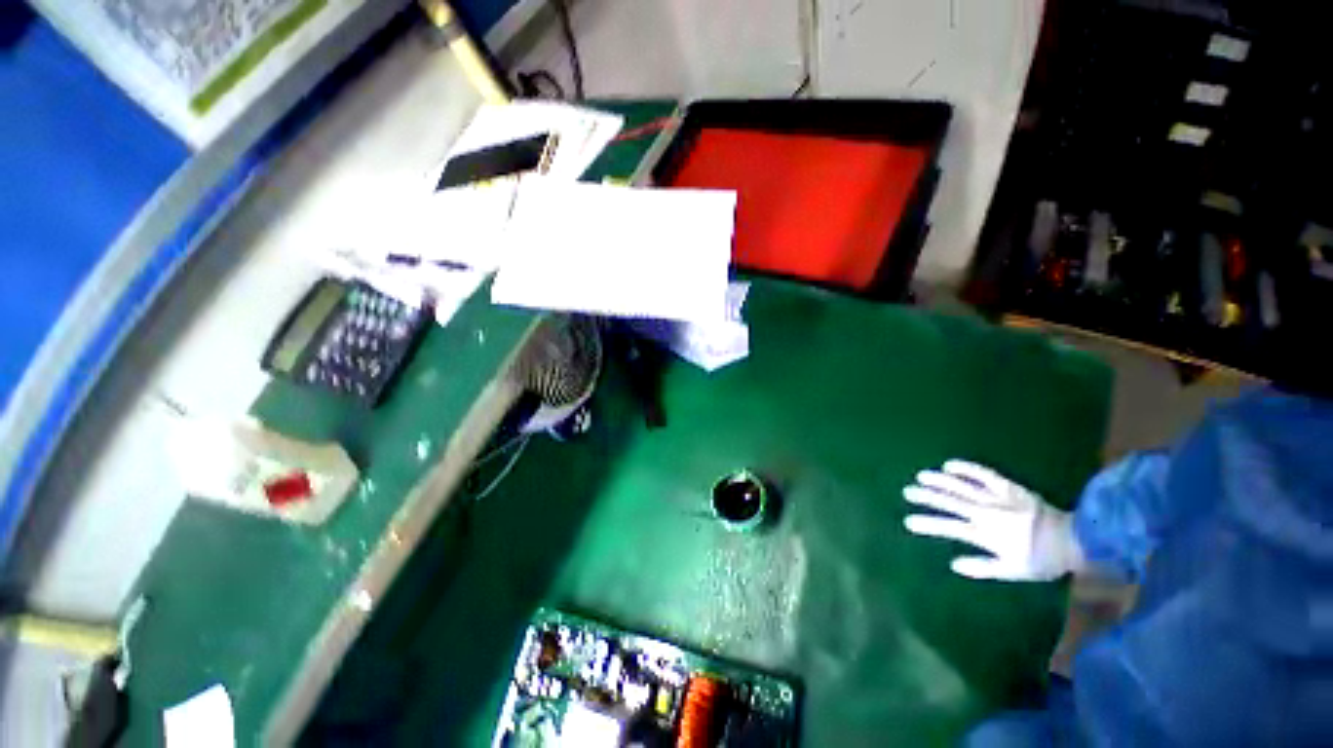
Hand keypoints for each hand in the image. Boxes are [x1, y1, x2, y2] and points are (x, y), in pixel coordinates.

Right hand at [902, 460, 1084, 580]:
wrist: (1074, 540)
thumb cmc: (1042, 560)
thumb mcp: (1014, 571)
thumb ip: (983, 568)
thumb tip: (954, 565)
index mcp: (986, 534)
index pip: (949, 527)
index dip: (928, 524)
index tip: (908, 522)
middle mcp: (986, 513)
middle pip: (950, 502)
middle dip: (927, 497)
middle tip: (907, 491)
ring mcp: (996, 498)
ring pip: (961, 486)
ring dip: (940, 481)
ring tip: (922, 476)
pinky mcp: (1008, 487)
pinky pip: (983, 474)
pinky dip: (966, 469)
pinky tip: (950, 465)